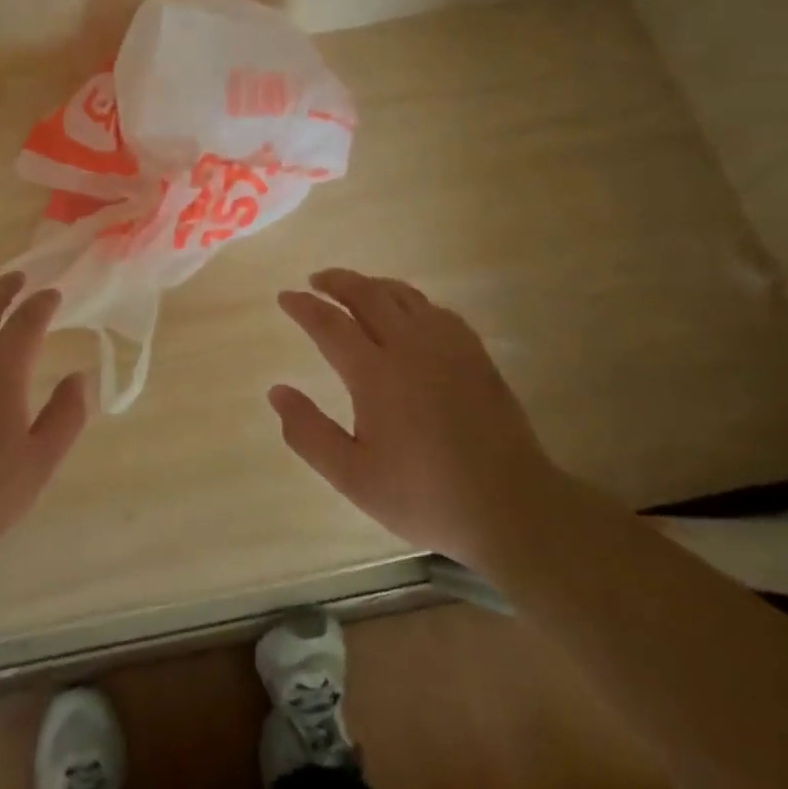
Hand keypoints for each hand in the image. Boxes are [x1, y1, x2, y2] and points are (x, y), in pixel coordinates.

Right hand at [270, 268, 560, 566]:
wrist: (511, 508)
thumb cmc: (424, 496)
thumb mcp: (352, 477)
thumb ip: (308, 432)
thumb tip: (276, 392)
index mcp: (375, 374)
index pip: (330, 323)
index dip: (304, 306)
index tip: (285, 296)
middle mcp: (410, 347)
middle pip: (368, 294)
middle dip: (337, 281)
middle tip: (316, 280)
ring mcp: (448, 346)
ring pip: (404, 295)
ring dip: (372, 285)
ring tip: (355, 289)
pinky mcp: (475, 355)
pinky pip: (436, 309)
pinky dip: (410, 300)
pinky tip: (408, 312)